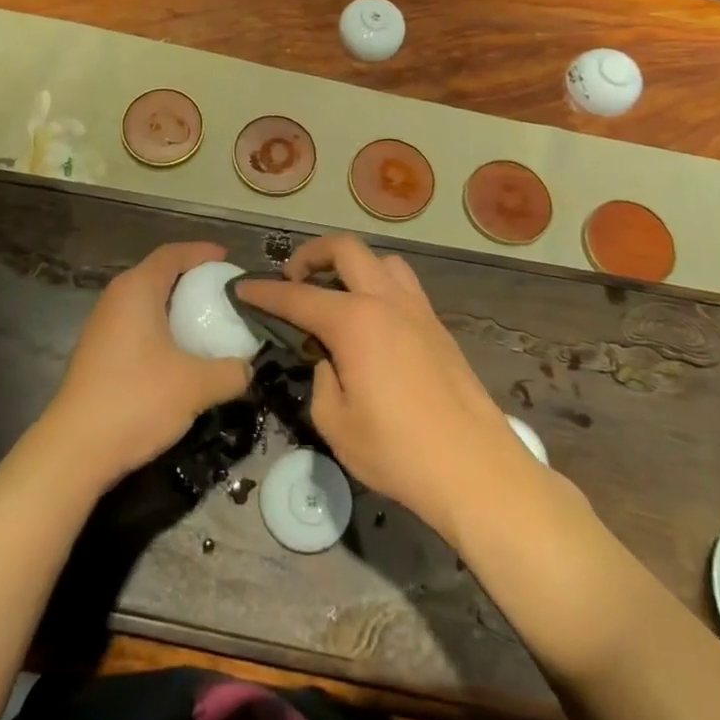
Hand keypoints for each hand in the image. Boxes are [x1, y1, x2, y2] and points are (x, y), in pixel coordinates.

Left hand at [43, 242, 252, 488]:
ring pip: (144, 301)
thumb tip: (248, 368)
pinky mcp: (97, 352)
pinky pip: (135, 324)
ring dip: (173, 305)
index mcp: (136, 290)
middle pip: (157, 274)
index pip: (171, 254)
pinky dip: (159, 327)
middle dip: (190, 278)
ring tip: (204, 321)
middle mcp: (116, 298)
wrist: (76, 448)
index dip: (201, 252)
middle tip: (222, 292)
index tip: (227, 259)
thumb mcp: (196, 386)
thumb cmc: (137, 400)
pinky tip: (177, 353)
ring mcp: (102, 325)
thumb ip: (231, 372)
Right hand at [237, 235, 563, 546]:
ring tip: (337, 293)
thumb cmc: (398, 452)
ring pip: (380, 260)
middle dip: (311, 254)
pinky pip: (403, 285)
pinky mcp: (439, 327)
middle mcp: (385, 301)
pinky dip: (379, 285)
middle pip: (345, 249)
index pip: (296, 296)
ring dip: (351, 265)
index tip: (242, 288)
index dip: (264, 292)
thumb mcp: (335, 424)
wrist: (477, 470)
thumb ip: (322, 379)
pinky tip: (373, 320)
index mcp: (354, 322)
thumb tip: (331, 361)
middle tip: (293, 278)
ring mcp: (417, 310)